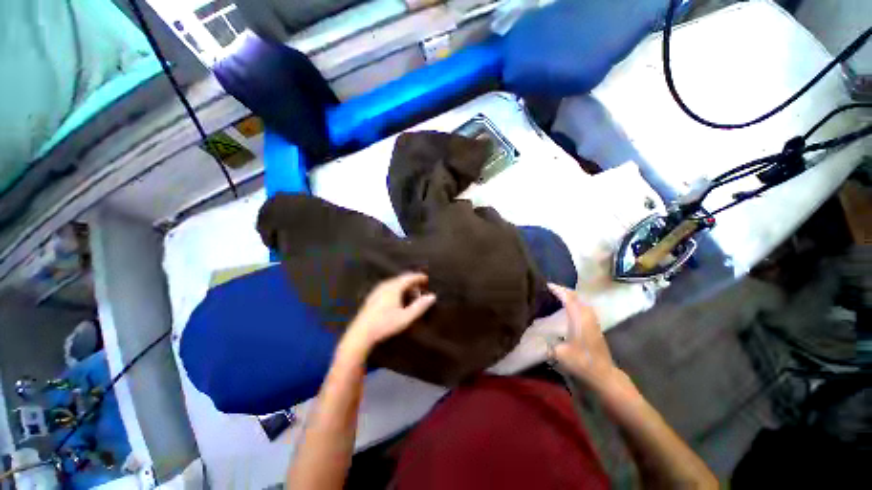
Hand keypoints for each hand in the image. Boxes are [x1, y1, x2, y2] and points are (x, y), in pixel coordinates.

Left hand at [342, 273, 436, 355]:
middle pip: (401, 279)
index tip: (426, 278)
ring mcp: (377, 290)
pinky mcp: (372, 296)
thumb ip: (420, 306)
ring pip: (394, 283)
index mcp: (394, 287)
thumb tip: (432, 296)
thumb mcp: (406, 317)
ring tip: (411, 293)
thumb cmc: (385, 324)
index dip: (418, 277)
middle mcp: (385, 285)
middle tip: (421, 287)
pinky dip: (397, 289)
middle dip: (412, 281)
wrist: (361, 333)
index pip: (409, 277)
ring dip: (404, 286)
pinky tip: (398, 299)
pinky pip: (388, 287)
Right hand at [548, 284, 622, 390]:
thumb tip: (538, 338)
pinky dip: (576, 304)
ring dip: (571, 297)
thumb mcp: (559, 353)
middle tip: (552, 288)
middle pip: (577, 297)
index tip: (548, 284)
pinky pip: (584, 308)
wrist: (603, 375)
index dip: (558, 290)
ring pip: (582, 302)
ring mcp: (593, 322)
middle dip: (565, 290)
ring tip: (559, 295)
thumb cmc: (581, 362)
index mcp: (579, 319)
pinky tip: (569, 309)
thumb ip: (547, 343)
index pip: (569, 298)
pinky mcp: (595, 328)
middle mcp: (587, 317)